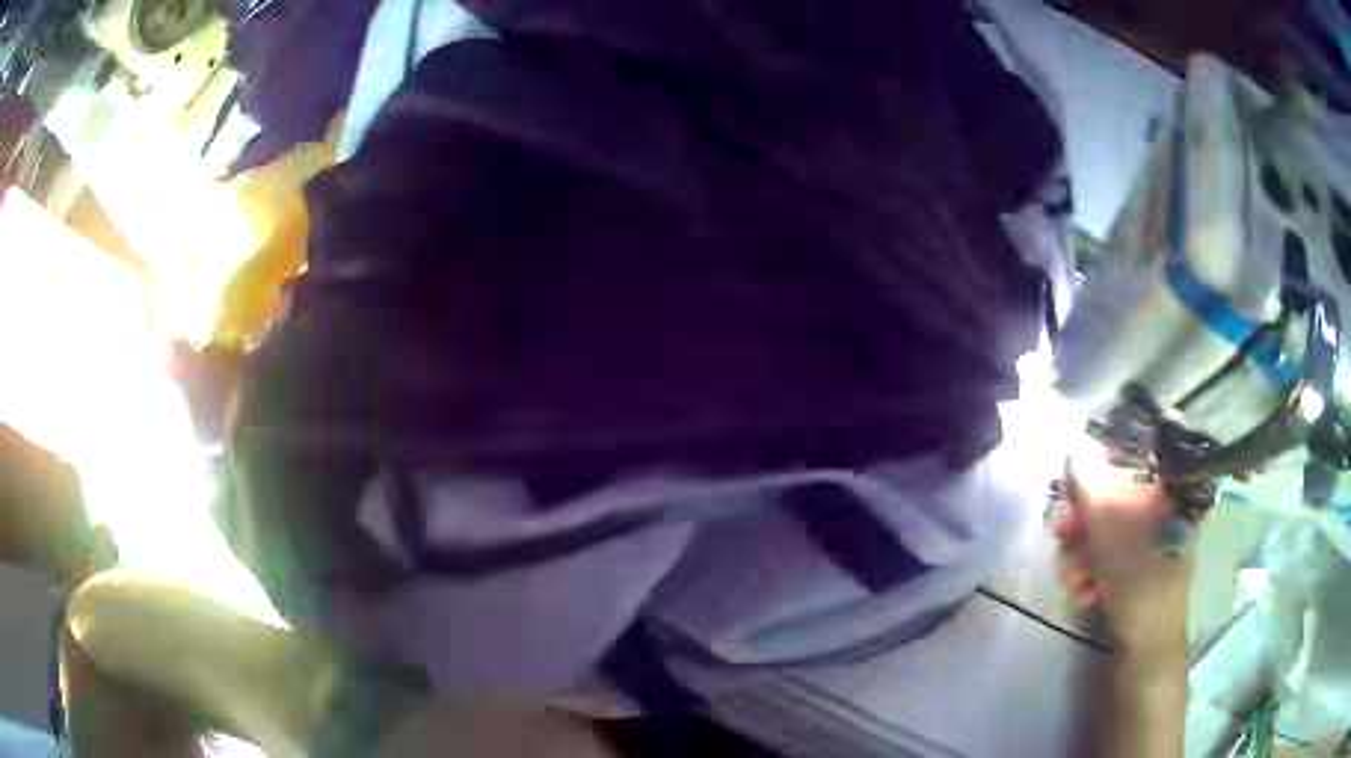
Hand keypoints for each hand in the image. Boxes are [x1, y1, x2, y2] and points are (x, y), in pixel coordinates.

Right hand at [1053, 459, 1193, 656]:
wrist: (1148, 650)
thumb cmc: (1141, 586)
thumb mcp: (1112, 538)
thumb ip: (1091, 493)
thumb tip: (1072, 452)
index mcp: (1174, 492)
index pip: (1135, 462)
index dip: (1101, 472)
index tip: (1073, 491)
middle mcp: (1169, 509)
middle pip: (1118, 500)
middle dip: (1085, 525)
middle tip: (1061, 538)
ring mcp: (1157, 541)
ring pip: (1112, 531)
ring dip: (1083, 554)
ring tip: (1070, 580)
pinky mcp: (1143, 567)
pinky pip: (1115, 555)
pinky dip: (1095, 571)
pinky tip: (1083, 593)